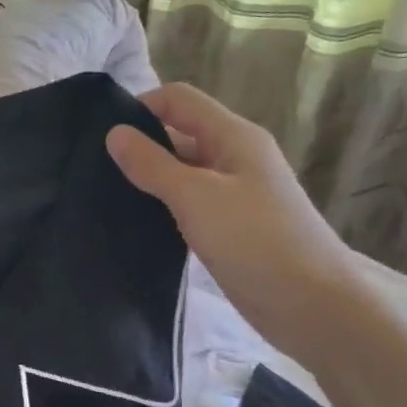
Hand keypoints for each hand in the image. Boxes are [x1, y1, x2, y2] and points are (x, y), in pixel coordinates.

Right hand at [106, 84, 366, 365]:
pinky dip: (162, 206)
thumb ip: (152, 164)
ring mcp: (233, 193)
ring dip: (148, 178)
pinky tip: (135, 222)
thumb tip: (114, 132)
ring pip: (181, 171)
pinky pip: (187, 203)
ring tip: (106, 195)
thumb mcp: (196, 196)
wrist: (312, 306)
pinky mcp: (228, 226)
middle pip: (179, 133)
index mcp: (234, 137)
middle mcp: (235, 157)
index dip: (141, 107)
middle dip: (140, 144)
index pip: (179, 100)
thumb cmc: (255, 241)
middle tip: (94, 168)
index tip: (102, 136)